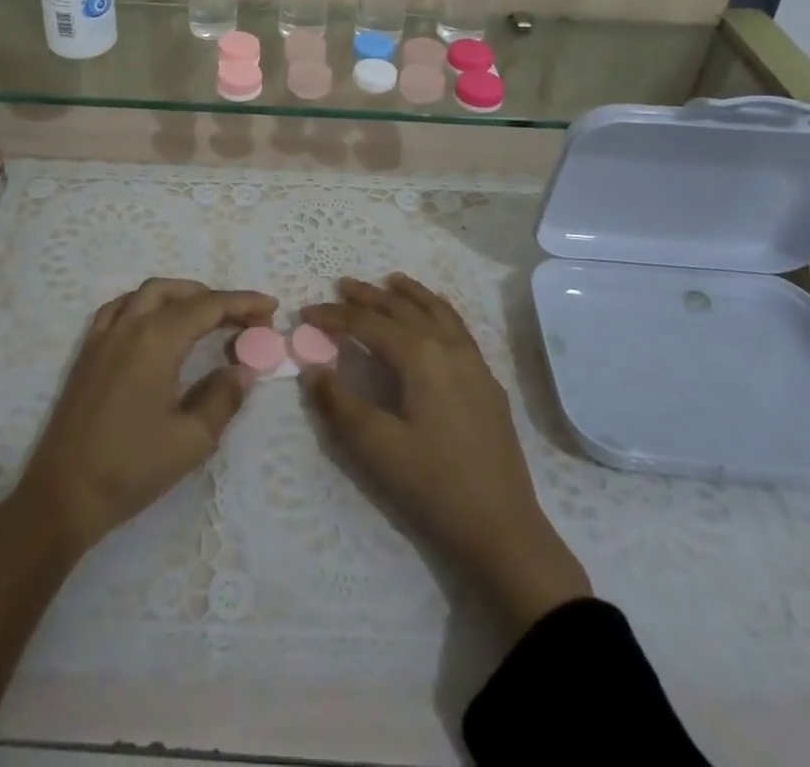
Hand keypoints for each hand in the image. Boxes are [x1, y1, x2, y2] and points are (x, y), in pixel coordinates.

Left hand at [11, 277, 276, 553]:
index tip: (271, 308)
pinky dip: (145, 303)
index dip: (243, 303)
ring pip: (147, 293)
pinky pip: (119, 308)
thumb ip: (223, 396)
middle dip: (215, 298)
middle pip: (179, 293)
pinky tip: (154, 322)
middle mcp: (130, 324)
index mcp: (158, 339)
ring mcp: (103, 335)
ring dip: (181, 295)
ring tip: (206, 315)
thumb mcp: (192, 439)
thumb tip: (242, 369)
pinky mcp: (87, 352)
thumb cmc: (131, 467)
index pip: (209, 306)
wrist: (63, 495)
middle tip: (244, 319)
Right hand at [302, 274, 590, 637]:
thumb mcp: (377, 447)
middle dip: (370, 296)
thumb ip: (340, 403)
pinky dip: (439, 311)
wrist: (503, 529)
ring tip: (391, 281)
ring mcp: (474, 362)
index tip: (306, 313)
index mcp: (420, 356)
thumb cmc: (434, 485)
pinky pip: (458, 328)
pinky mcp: (488, 382)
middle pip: (403, 309)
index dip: (335, 316)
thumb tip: (312, 369)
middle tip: (342, 285)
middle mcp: (449, 347)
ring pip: (438, 312)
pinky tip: (435, 319)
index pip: (368, 324)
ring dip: (410, 295)